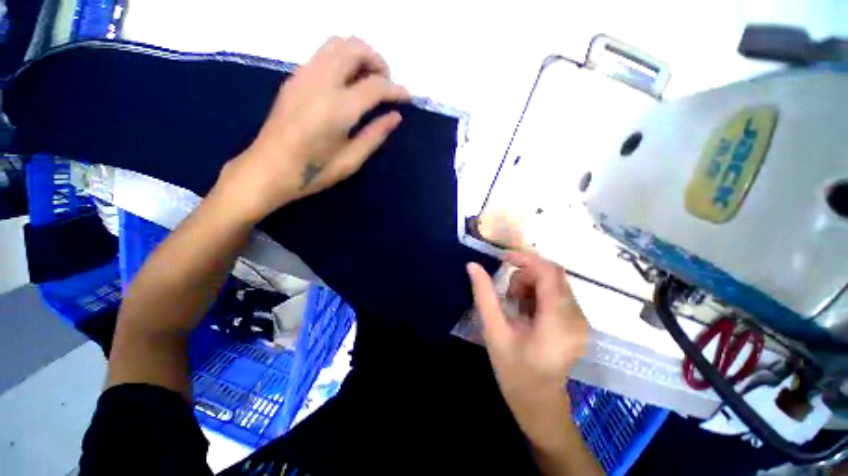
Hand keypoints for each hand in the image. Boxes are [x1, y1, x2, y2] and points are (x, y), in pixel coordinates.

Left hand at [218, 36, 409, 221]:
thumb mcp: (350, 161)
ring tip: (369, 80)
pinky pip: (323, 54)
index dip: (396, 89)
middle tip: (387, 84)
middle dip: (377, 61)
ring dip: (359, 55)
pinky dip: (342, 59)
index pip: (375, 85)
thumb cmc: (312, 172)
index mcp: (337, 108)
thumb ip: (374, 135)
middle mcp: (320, 82)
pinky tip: (347, 83)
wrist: (268, 169)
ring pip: (337, 44)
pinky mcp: (294, 78)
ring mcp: (304, 76)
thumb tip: (395, 117)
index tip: (408, 97)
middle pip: (354, 48)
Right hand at [467, 252, 588, 447]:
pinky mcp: (578, 322)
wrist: (538, 403)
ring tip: (515, 306)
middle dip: (526, 275)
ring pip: (555, 282)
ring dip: (531, 284)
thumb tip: (472, 265)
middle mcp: (577, 317)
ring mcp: (581, 320)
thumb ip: (484, 295)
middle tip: (507, 294)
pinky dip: (538, 293)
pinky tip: (527, 312)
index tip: (503, 258)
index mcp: (558, 321)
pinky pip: (558, 293)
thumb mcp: (494, 331)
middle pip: (553, 275)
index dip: (526, 258)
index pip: (549, 273)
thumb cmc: (514, 371)